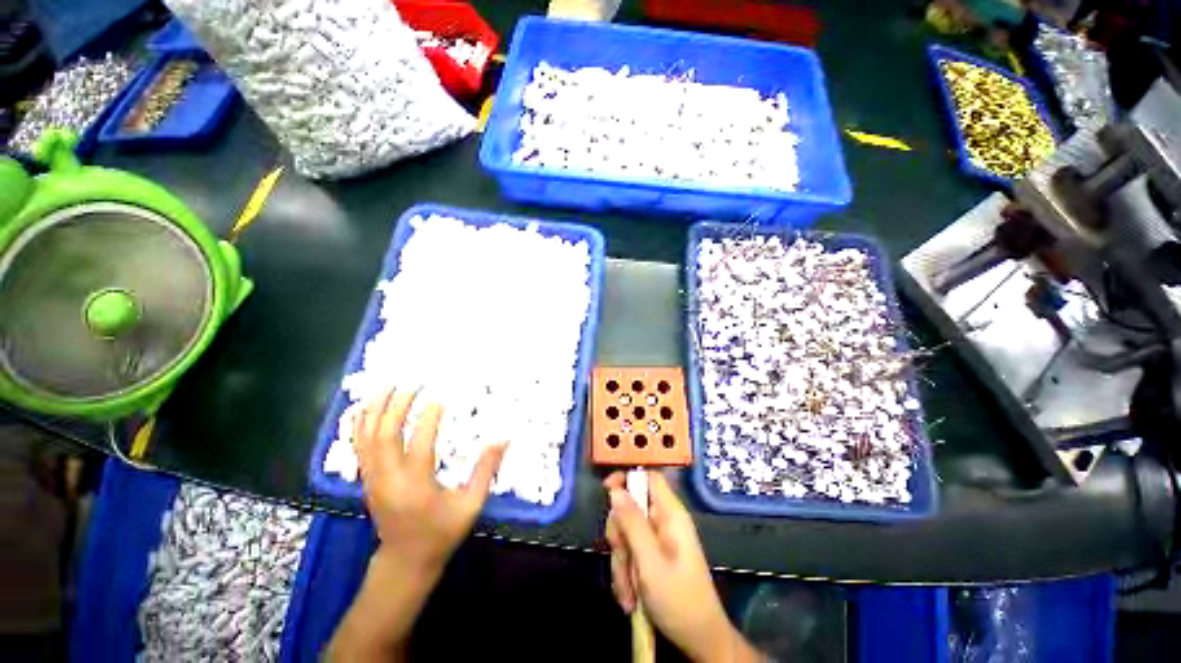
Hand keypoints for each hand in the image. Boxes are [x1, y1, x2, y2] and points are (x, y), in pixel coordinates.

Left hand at [354, 390, 505, 572]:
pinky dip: (360, 425)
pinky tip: (365, 408)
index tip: (439, 397)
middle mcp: (389, 480)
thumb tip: (502, 439)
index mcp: (416, 487)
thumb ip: (485, 471)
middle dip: (397, 406)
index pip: (419, 445)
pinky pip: (358, 448)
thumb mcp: (470, 505)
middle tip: (412, 384)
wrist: (405, 561)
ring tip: (386, 386)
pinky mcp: (367, 481)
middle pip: (385, 436)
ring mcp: (373, 480)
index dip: (428, 418)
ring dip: (375, 410)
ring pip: (367, 439)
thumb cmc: (442, 533)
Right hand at [604, 471, 761, 662]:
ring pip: (626, 535)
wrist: (699, 641)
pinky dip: (626, 575)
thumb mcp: (650, 562)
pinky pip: (630, 554)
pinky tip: (631, 599)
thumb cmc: (679, 600)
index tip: (606, 490)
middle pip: (630, 509)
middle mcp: (664, 523)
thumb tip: (616, 490)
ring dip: (621, 564)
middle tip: (623, 561)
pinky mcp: (652, 558)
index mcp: (671, 515)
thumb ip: (632, 523)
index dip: (627, 477)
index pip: (649, 477)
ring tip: (629, 595)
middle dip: (620, 537)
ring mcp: (657, 541)